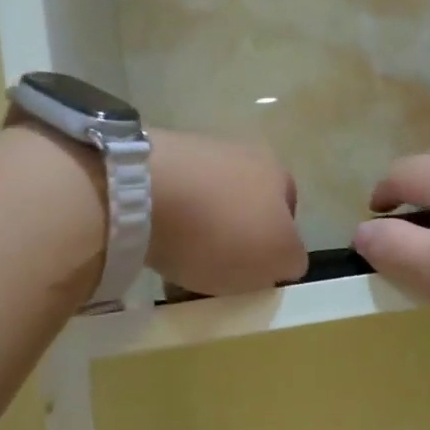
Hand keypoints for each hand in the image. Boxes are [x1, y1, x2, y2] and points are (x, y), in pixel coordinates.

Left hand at [148, 129, 308, 296]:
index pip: (287, 214)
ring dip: (196, 237)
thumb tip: (281, 258)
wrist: (139, 193)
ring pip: (203, 208)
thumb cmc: (223, 229)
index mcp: (276, 172)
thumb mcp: (279, 259)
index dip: (273, 247)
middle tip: (216, 276)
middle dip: (231, 242)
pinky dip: (164, 228)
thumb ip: (290, 260)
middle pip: (242, 210)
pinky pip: (166, 205)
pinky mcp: (148, 162)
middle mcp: (238, 154)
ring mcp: (191, 153)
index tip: (253, 275)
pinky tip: (151, 249)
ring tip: (177, 270)